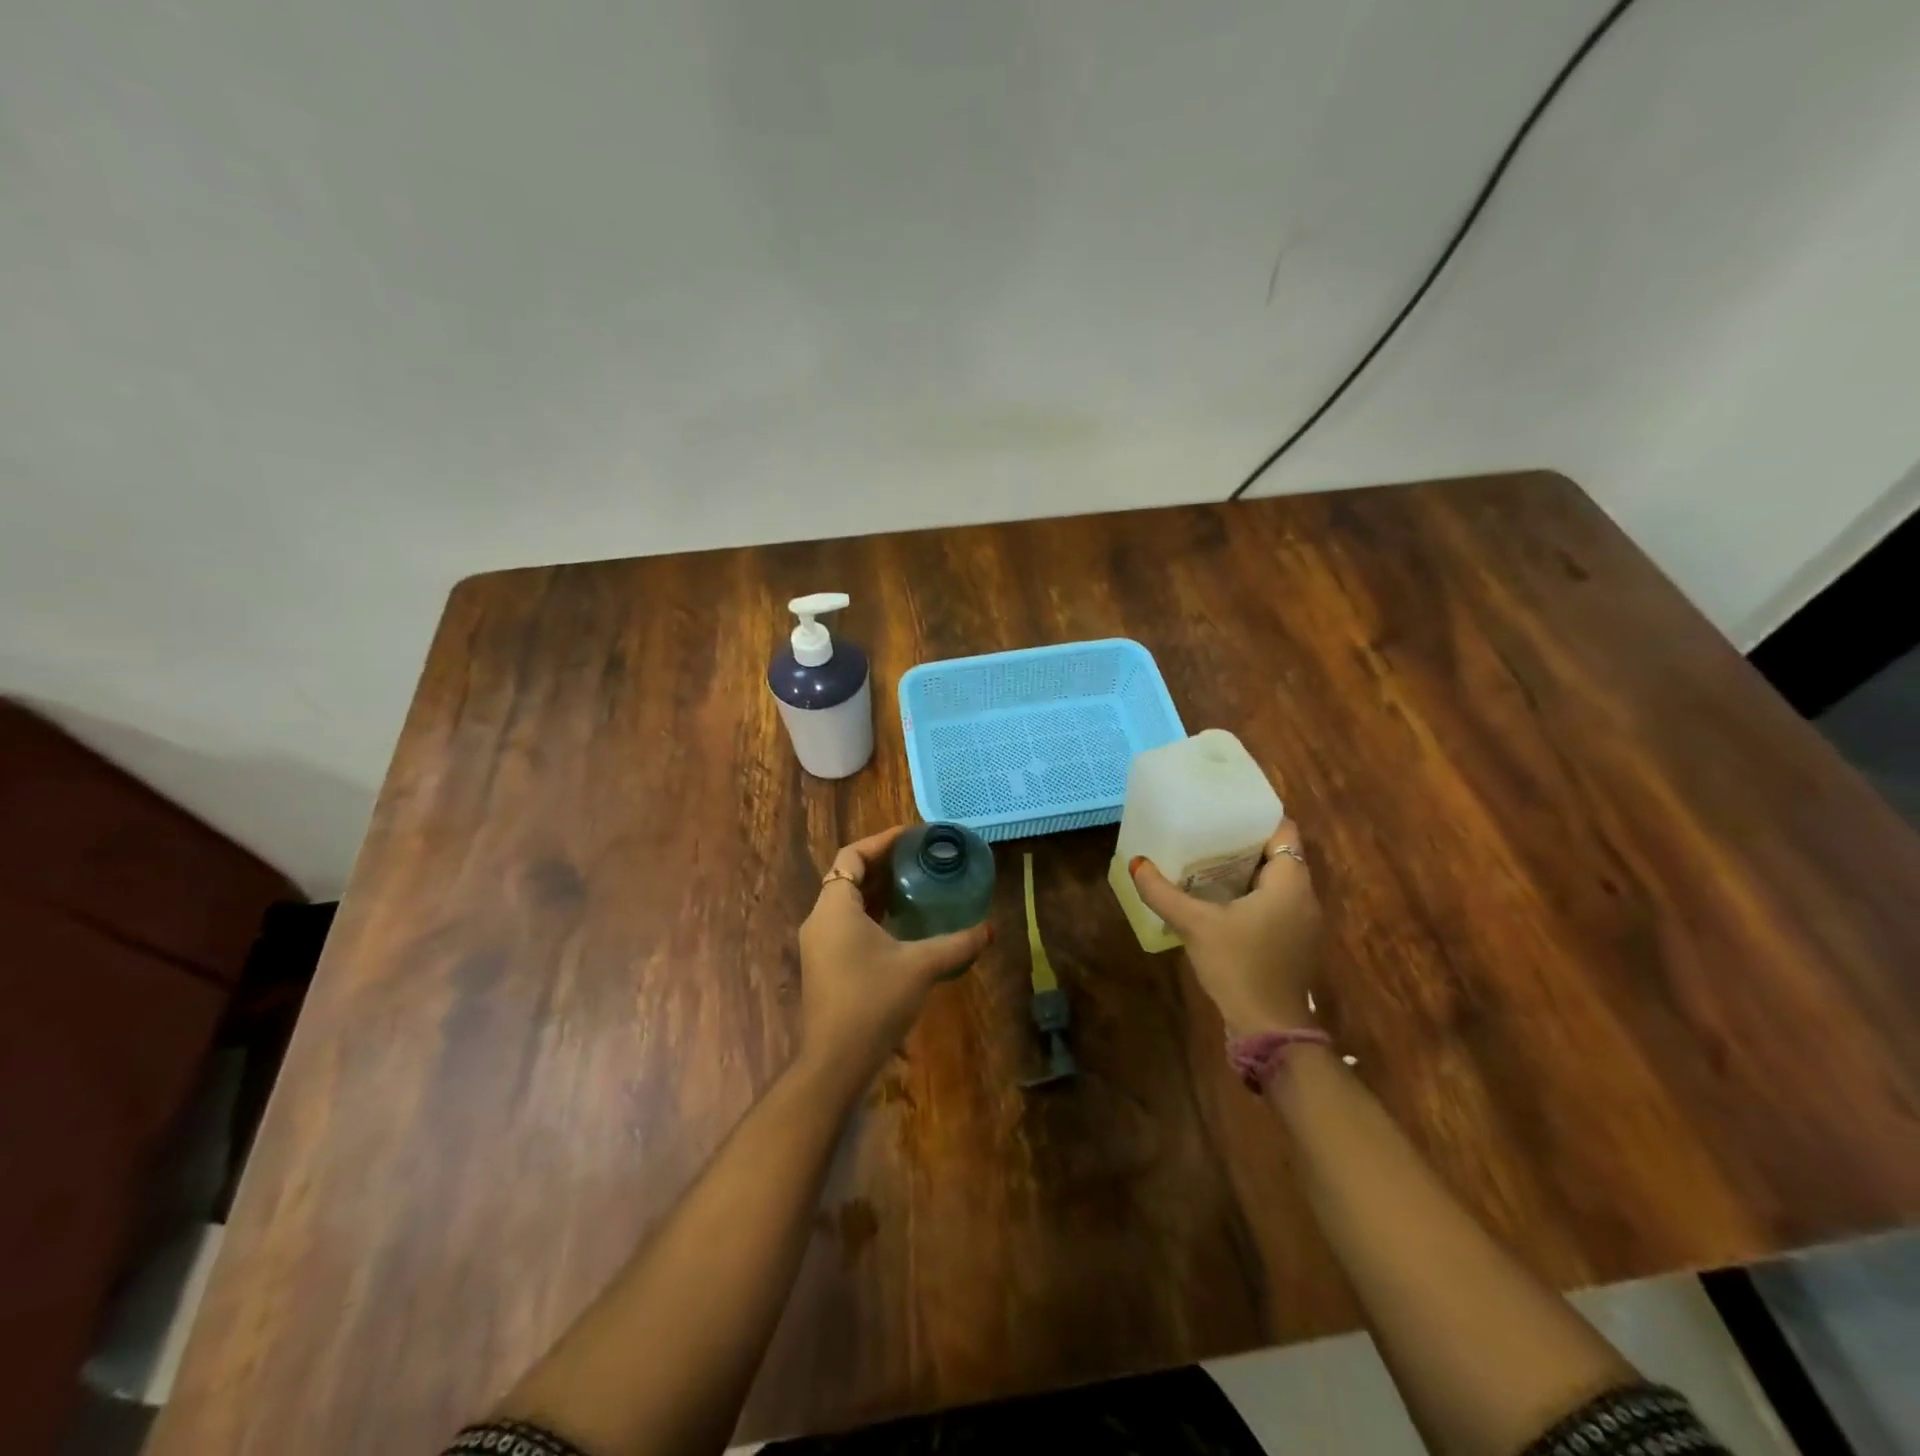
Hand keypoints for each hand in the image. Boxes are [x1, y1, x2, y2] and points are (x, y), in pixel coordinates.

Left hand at [797, 826, 990, 1080]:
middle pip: (848, 876)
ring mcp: (819, 944)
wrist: (835, 1062)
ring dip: (877, 891)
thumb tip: (990, 929)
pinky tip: (901, 924)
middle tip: (919, 858)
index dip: (881, 841)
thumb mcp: (920, 966)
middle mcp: (821, 919)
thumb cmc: (873, 1001)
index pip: (852, 856)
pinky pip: (847, 924)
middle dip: (883, 864)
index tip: (912, 835)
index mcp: (835, 907)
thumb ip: (957, 944)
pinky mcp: (825, 965)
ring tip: (915, 885)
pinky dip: (872, 914)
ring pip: (847, 902)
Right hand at [1129, 818, 1322, 1034]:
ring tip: (1207, 859)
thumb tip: (1135, 863)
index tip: (1224, 810)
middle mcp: (1304, 897)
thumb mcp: (1195, 925)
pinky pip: (1275, 902)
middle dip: (1245, 842)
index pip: (1284, 831)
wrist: (1269, 1028)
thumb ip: (1163, 893)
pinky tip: (1220, 899)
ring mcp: (1302, 922)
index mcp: (1290, 883)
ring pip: (1276, 880)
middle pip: (1278, 854)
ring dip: (1247, 870)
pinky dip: (1252, 894)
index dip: (1257, 816)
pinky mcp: (1293, 942)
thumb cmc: (1239, 966)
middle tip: (1207, 831)